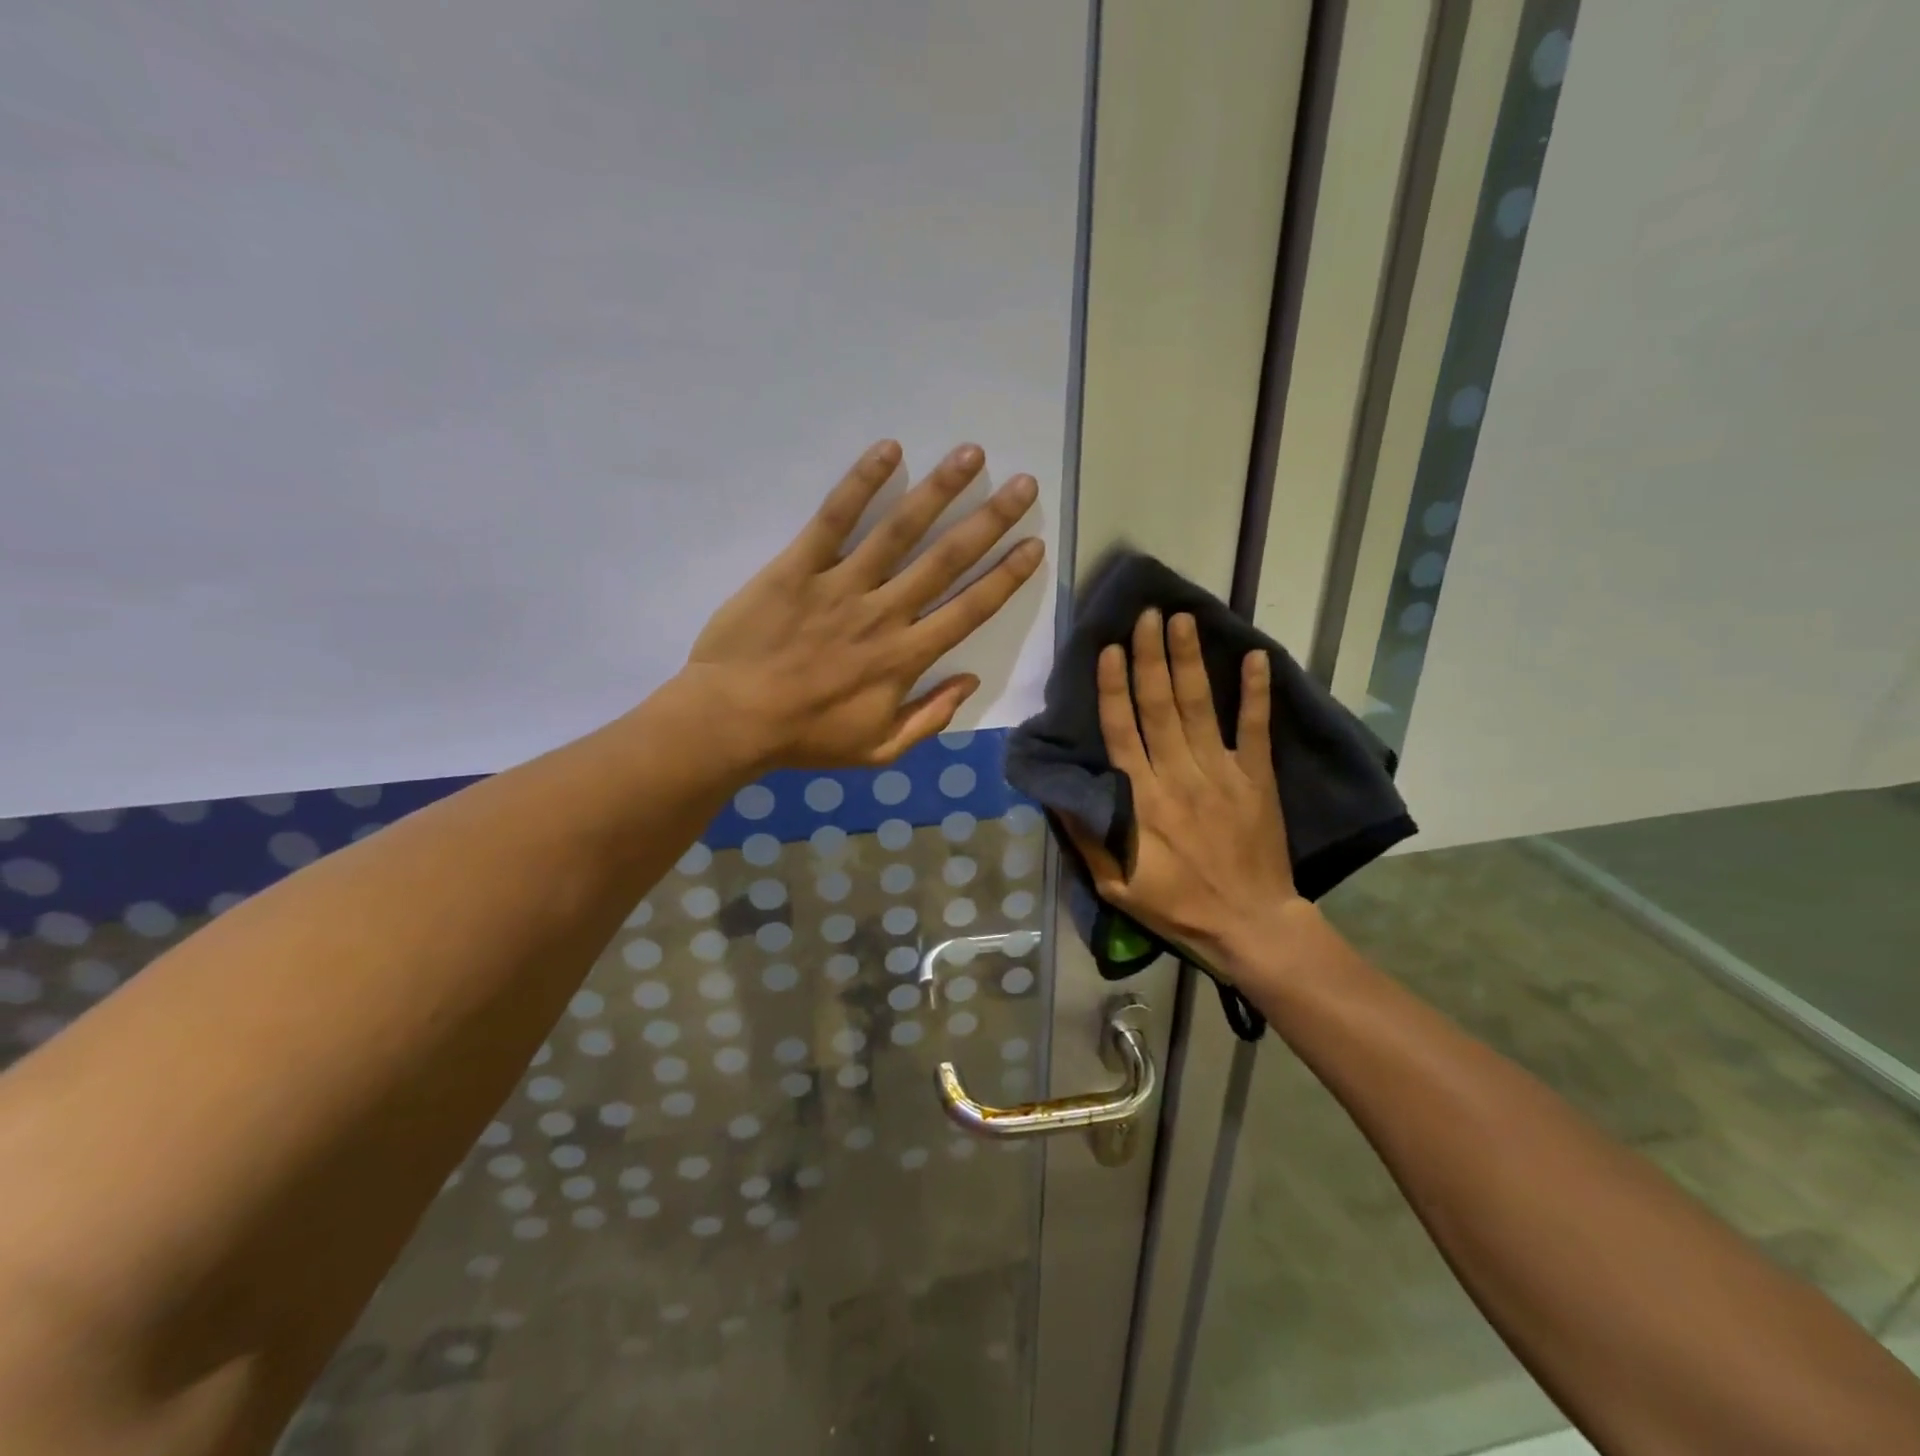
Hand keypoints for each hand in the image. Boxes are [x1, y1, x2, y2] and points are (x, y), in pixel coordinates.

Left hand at [685, 439, 1043, 770]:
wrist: (731, 721)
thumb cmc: (806, 737)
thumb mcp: (878, 750)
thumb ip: (929, 718)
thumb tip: (970, 681)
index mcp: (906, 658)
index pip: (969, 610)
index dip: (1006, 578)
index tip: (1034, 545)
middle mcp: (884, 613)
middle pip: (947, 560)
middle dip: (990, 520)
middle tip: (1023, 484)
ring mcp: (841, 586)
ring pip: (899, 531)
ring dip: (939, 490)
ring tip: (971, 454)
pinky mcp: (798, 567)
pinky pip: (834, 519)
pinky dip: (861, 483)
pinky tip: (889, 449)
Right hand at [1063, 609, 1302, 976]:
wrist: (1251, 925)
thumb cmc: (1177, 906)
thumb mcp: (1116, 885)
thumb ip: (1089, 837)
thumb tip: (1061, 793)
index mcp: (1142, 800)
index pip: (1122, 731)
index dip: (1114, 688)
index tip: (1111, 649)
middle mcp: (1179, 776)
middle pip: (1160, 706)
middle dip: (1151, 657)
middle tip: (1146, 615)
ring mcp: (1222, 774)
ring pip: (1200, 707)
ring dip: (1189, 661)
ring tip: (1182, 620)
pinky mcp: (1257, 779)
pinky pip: (1256, 729)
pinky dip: (1256, 693)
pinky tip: (1256, 657)